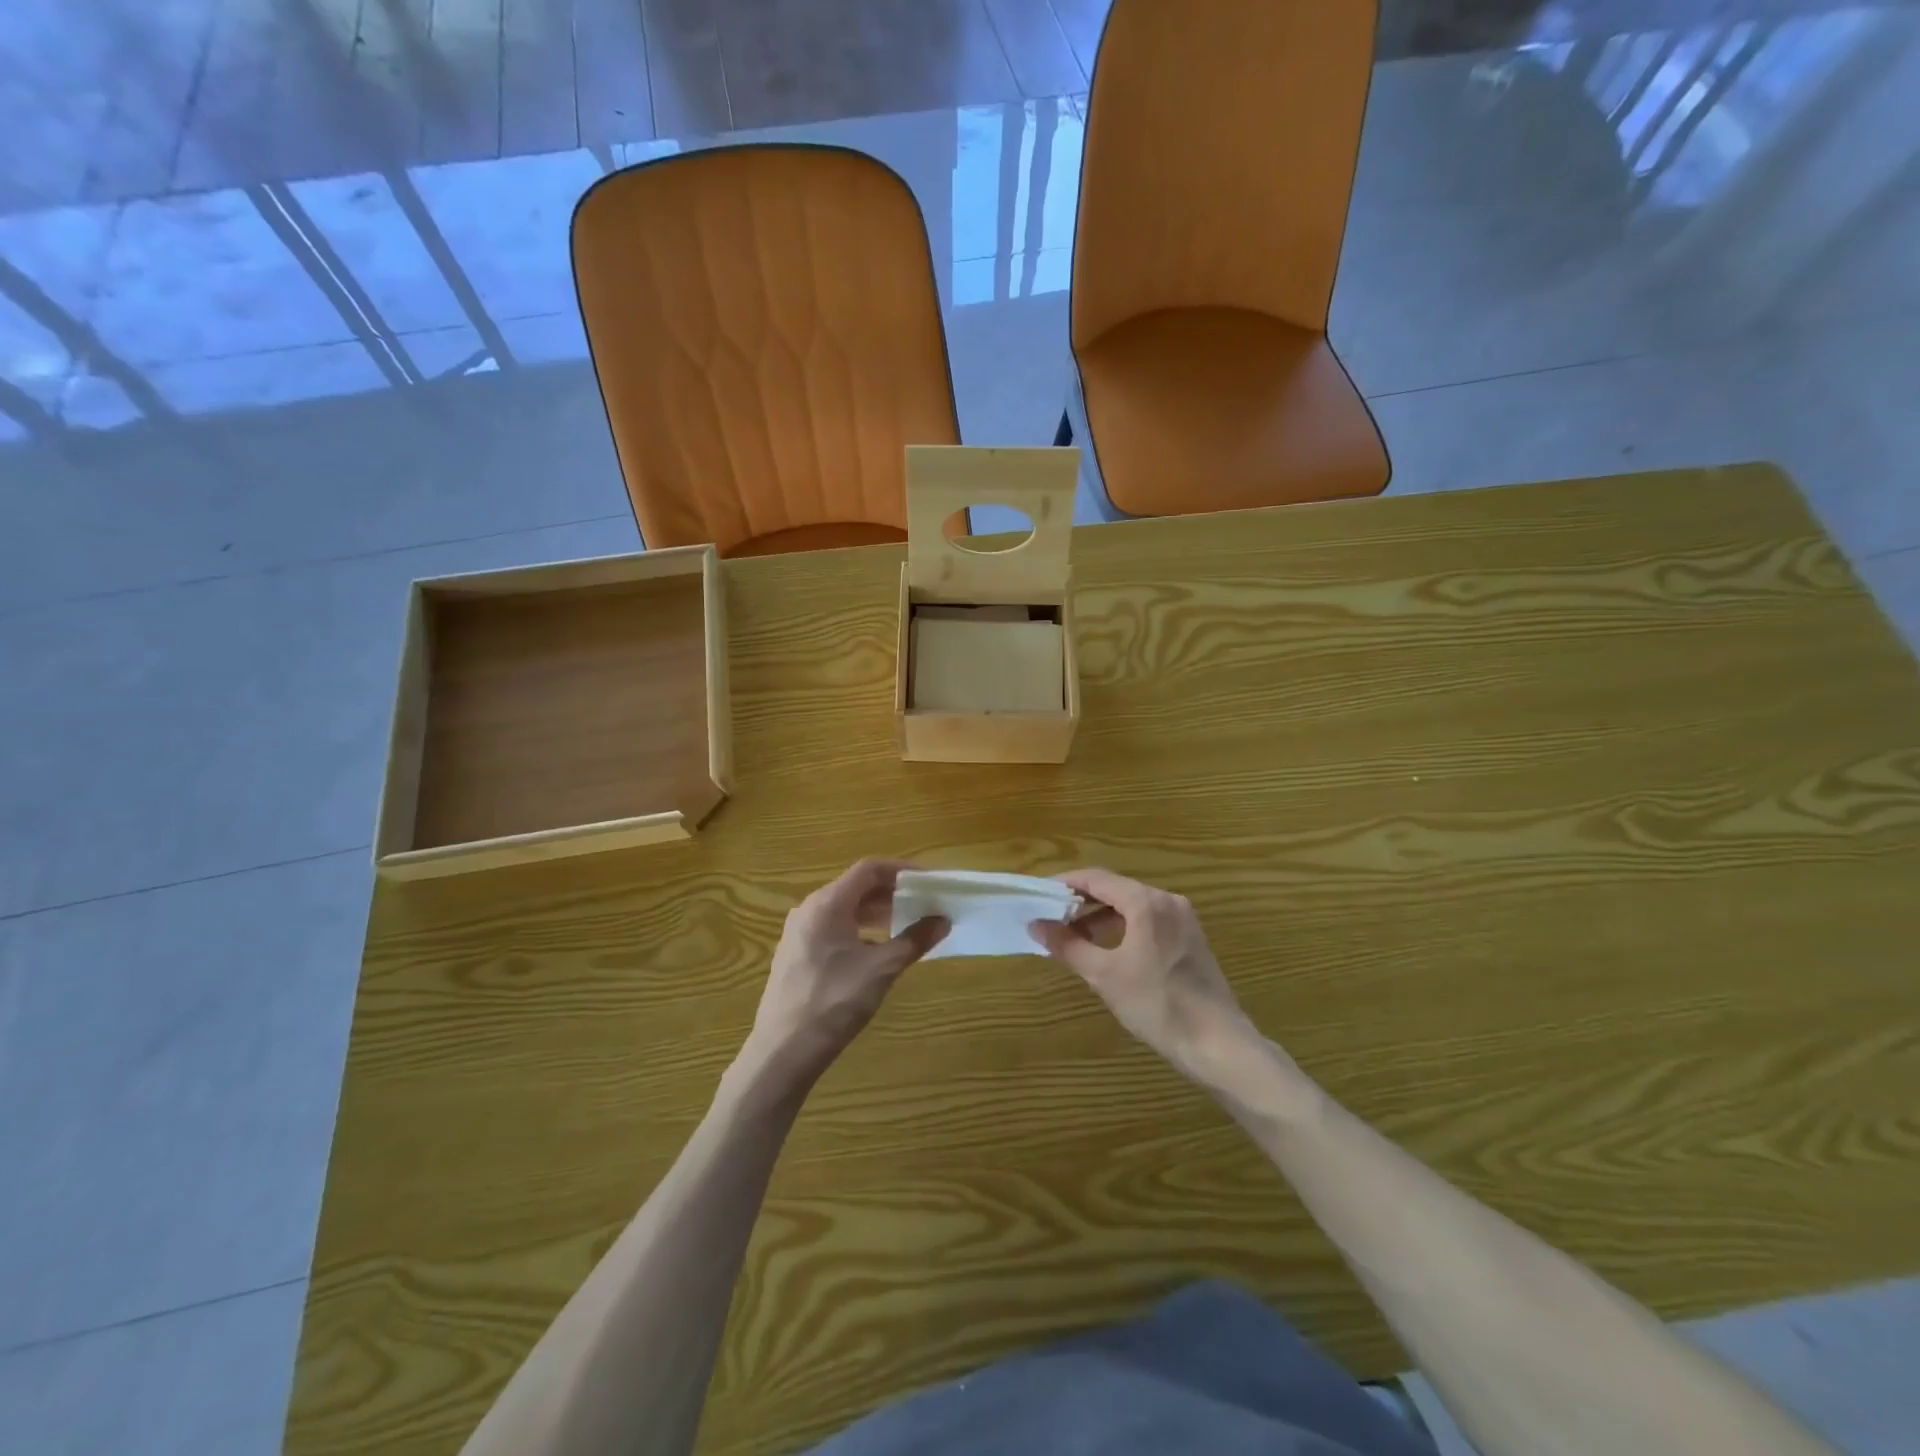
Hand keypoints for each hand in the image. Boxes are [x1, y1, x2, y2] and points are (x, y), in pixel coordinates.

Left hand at [740, 860, 948, 1092]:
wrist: (783, 1051)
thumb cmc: (834, 1002)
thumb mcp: (881, 969)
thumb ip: (914, 940)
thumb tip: (942, 920)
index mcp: (827, 903)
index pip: (868, 869)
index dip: (901, 870)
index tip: (928, 880)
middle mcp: (809, 909)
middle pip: (855, 887)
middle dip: (891, 892)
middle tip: (922, 903)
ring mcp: (798, 933)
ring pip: (843, 909)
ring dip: (876, 912)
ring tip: (905, 924)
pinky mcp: (795, 954)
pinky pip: (832, 928)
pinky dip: (858, 929)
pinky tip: (876, 950)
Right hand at [1030, 868, 1257, 1086]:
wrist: (1217, 1043)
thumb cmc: (1157, 1004)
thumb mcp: (1104, 975)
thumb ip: (1068, 945)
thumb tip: (1036, 925)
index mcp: (1146, 902)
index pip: (1096, 878)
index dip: (1065, 883)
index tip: (1039, 894)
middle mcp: (1167, 901)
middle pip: (1115, 889)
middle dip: (1081, 902)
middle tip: (1051, 918)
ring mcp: (1183, 919)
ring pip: (1132, 906)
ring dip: (1101, 917)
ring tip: (1073, 937)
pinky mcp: (1191, 939)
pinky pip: (1149, 921)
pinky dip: (1123, 927)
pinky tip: (1107, 949)